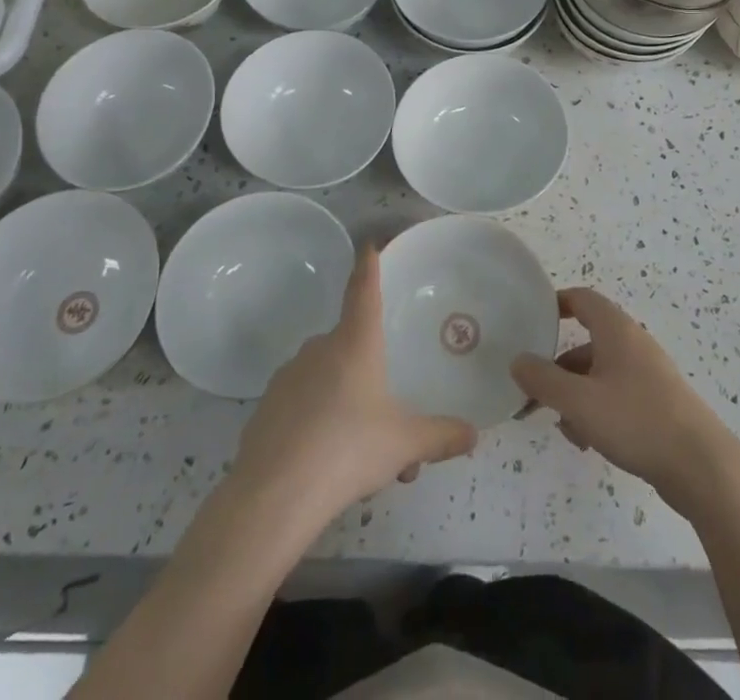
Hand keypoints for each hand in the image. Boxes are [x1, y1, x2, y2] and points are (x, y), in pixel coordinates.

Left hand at [232, 245, 476, 521]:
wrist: (274, 496)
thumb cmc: (348, 450)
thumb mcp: (404, 444)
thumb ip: (440, 436)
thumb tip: (473, 434)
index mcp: (355, 342)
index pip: (364, 289)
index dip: (369, 265)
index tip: (369, 244)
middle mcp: (320, 349)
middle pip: (351, 346)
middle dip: (372, 377)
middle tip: (392, 423)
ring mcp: (288, 377)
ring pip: (328, 382)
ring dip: (349, 408)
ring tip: (367, 461)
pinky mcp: (266, 409)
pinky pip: (303, 407)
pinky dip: (319, 426)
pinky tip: (328, 466)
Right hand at [510, 287, 738, 511]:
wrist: (701, 466)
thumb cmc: (636, 420)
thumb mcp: (579, 401)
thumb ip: (543, 380)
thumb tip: (517, 361)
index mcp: (616, 330)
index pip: (582, 299)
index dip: (556, 304)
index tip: (532, 320)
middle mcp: (632, 343)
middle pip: (586, 342)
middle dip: (558, 367)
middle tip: (533, 391)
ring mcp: (647, 374)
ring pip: (599, 374)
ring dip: (575, 395)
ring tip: (563, 427)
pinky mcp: (657, 403)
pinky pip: (616, 395)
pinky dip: (597, 410)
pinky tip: (588, 441)